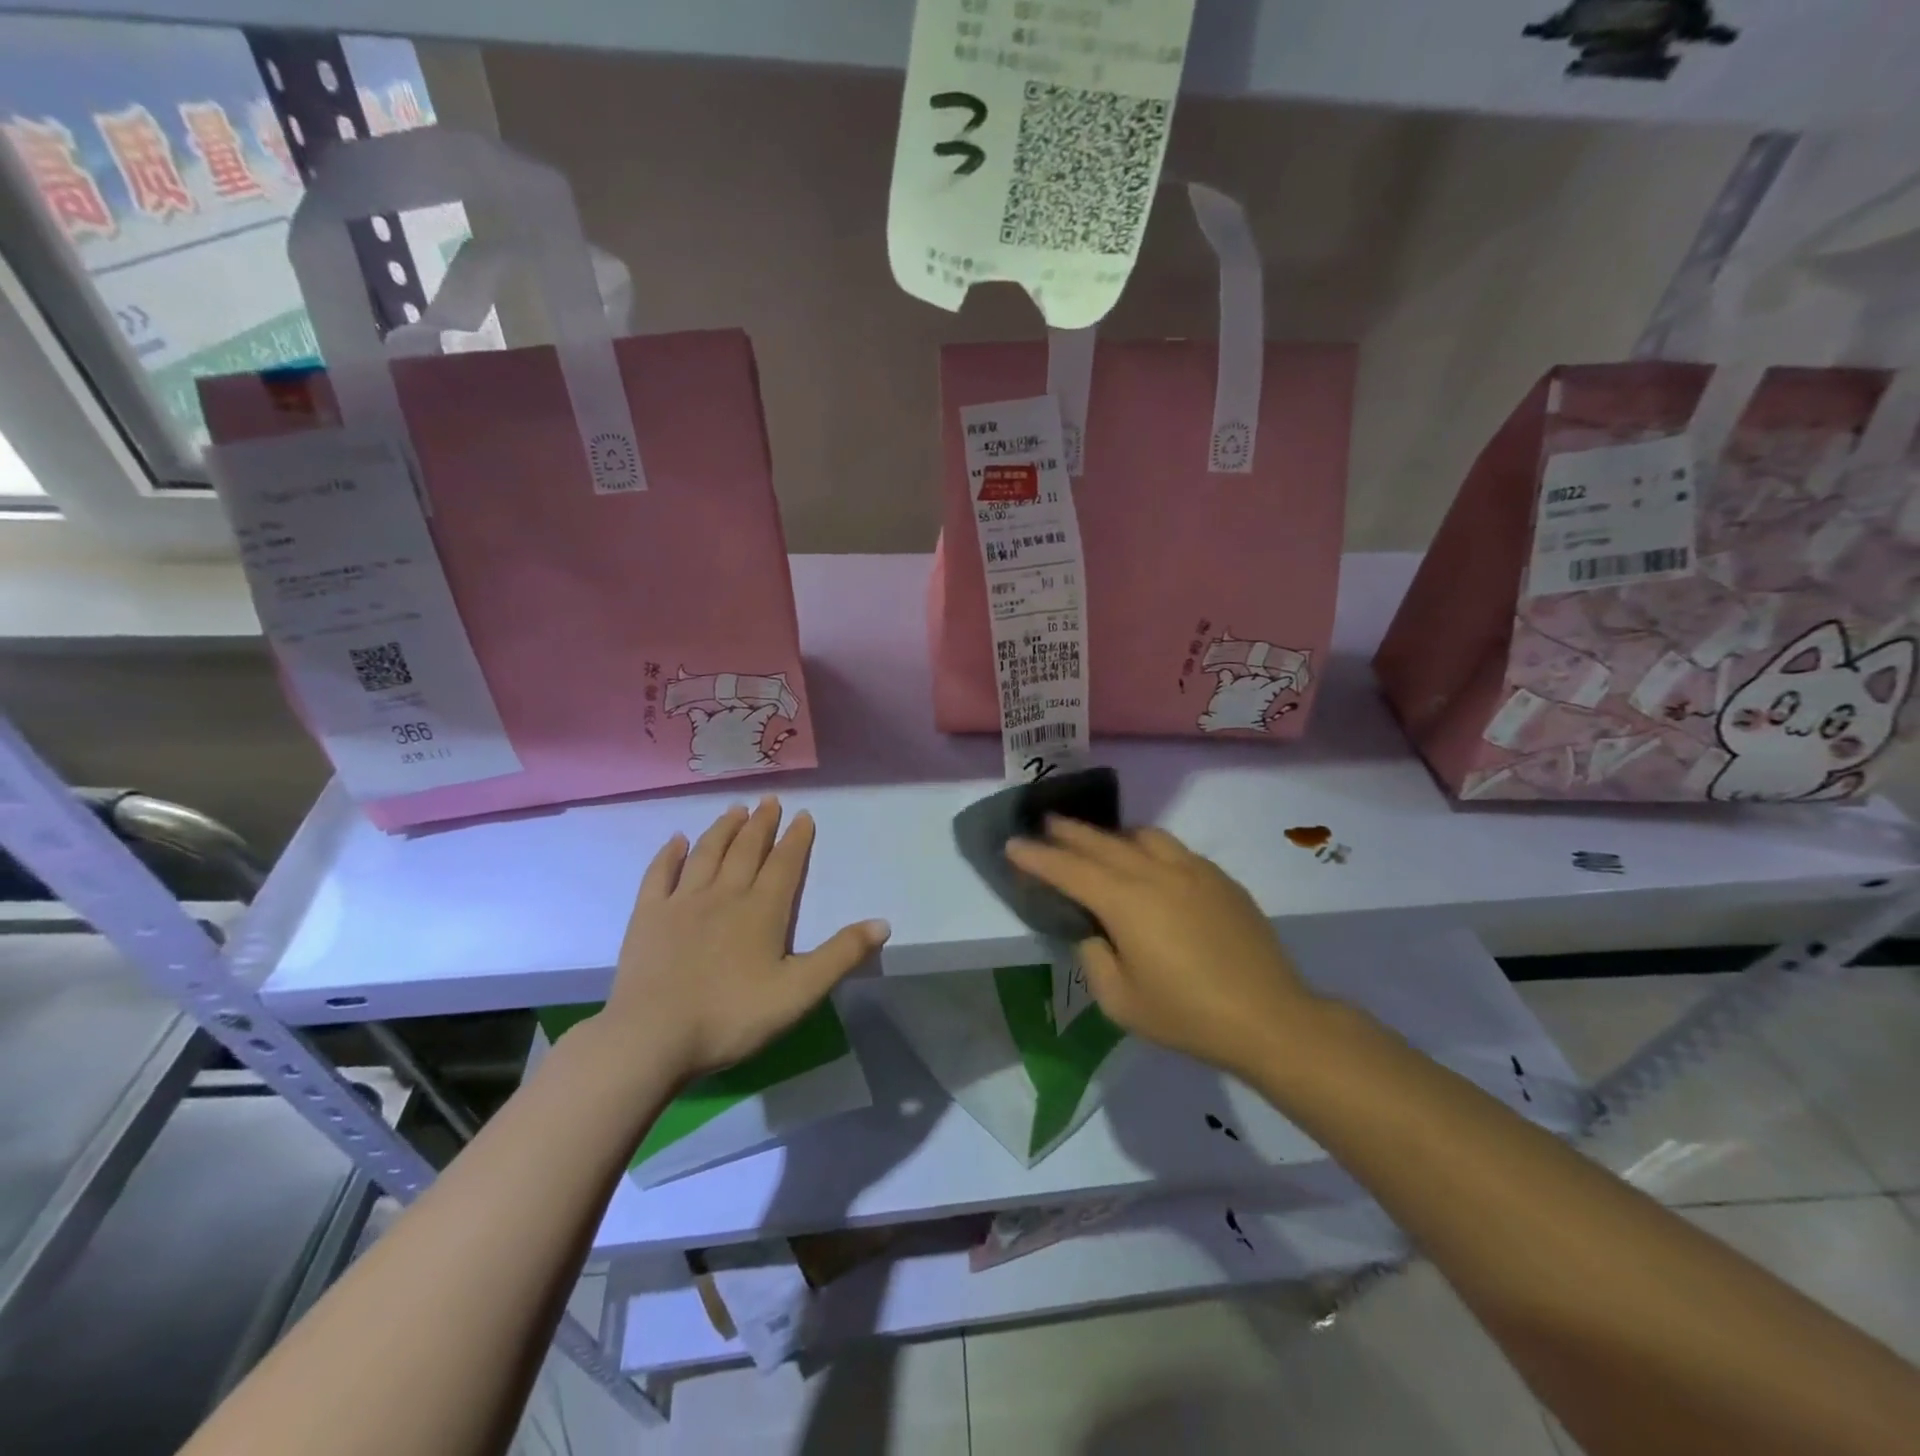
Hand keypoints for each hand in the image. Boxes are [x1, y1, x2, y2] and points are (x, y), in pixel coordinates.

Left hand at [600, 797, 889, 1081]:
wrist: (652, 1037)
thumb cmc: (731, 1016)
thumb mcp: (799, 992)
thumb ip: (841, 955)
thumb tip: (882, 923)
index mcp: (762, 910)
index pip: (784, 864)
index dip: (796, 839)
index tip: (803, 814)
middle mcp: (723, 895)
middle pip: (746, 850)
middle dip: (761, 824)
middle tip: (769, 800)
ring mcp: (681, 903)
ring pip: (706, 853)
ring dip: (723, 829)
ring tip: (734, 809)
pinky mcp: (647, 917)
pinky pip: (660, 874)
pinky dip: (669, 854)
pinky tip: (677, 840)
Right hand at [1006, 818, 1320, 1074]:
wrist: (1269, 1018)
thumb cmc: (1186, 1015)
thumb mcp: (1120, 1001)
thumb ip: (1095, 957)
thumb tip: (1094, 931)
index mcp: (1125, 901)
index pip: (1069, 869)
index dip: (1037, 856)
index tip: (1013, 844)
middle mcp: (1155, 873)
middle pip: (1102, 842)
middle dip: (1068, 832)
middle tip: (1046, 823)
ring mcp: (1193, 870)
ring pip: (1142, 836)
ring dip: (1112, 835)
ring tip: (1099, 843)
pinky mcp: (1220, 879)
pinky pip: (1173, 849)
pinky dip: (1148, 847)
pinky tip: (1149, 865)